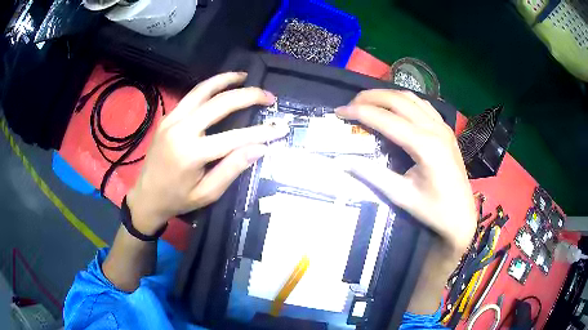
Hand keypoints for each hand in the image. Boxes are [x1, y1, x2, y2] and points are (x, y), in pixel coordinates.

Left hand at [127, 72, 288, 234]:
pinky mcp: (168, 117)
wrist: (146, 196)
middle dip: (248, 96)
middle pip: (220, 103)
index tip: (281, 128)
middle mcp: (180, 130)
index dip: (261, 132)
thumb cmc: (177, 199)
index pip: (234, 137)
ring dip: (226, 80)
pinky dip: (209, 86)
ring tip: (246, 76)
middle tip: (269, 96)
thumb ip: (232, 169)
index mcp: (191, 153)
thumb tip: (260, 148)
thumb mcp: (207, 193)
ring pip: (203, 90)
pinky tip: (222, 85)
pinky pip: (191, 95)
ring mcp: (172, 119)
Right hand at [335, 90, 475, 254]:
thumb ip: (372, 175)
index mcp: (425, 146)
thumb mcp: (401, 196)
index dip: (360, 112)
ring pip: (410, 97)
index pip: (386, 120)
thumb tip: (343, 161)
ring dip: (386, 96)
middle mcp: (434, 129)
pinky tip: (394, 108)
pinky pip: (422, 104)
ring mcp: (442, 126)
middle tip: (350, 105)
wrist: (462, 215)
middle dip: (370, 97)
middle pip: (397, 100)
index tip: (339, 112)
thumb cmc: (434, 210)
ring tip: (367, 103)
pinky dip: (404, 100)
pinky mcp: (445, 129)